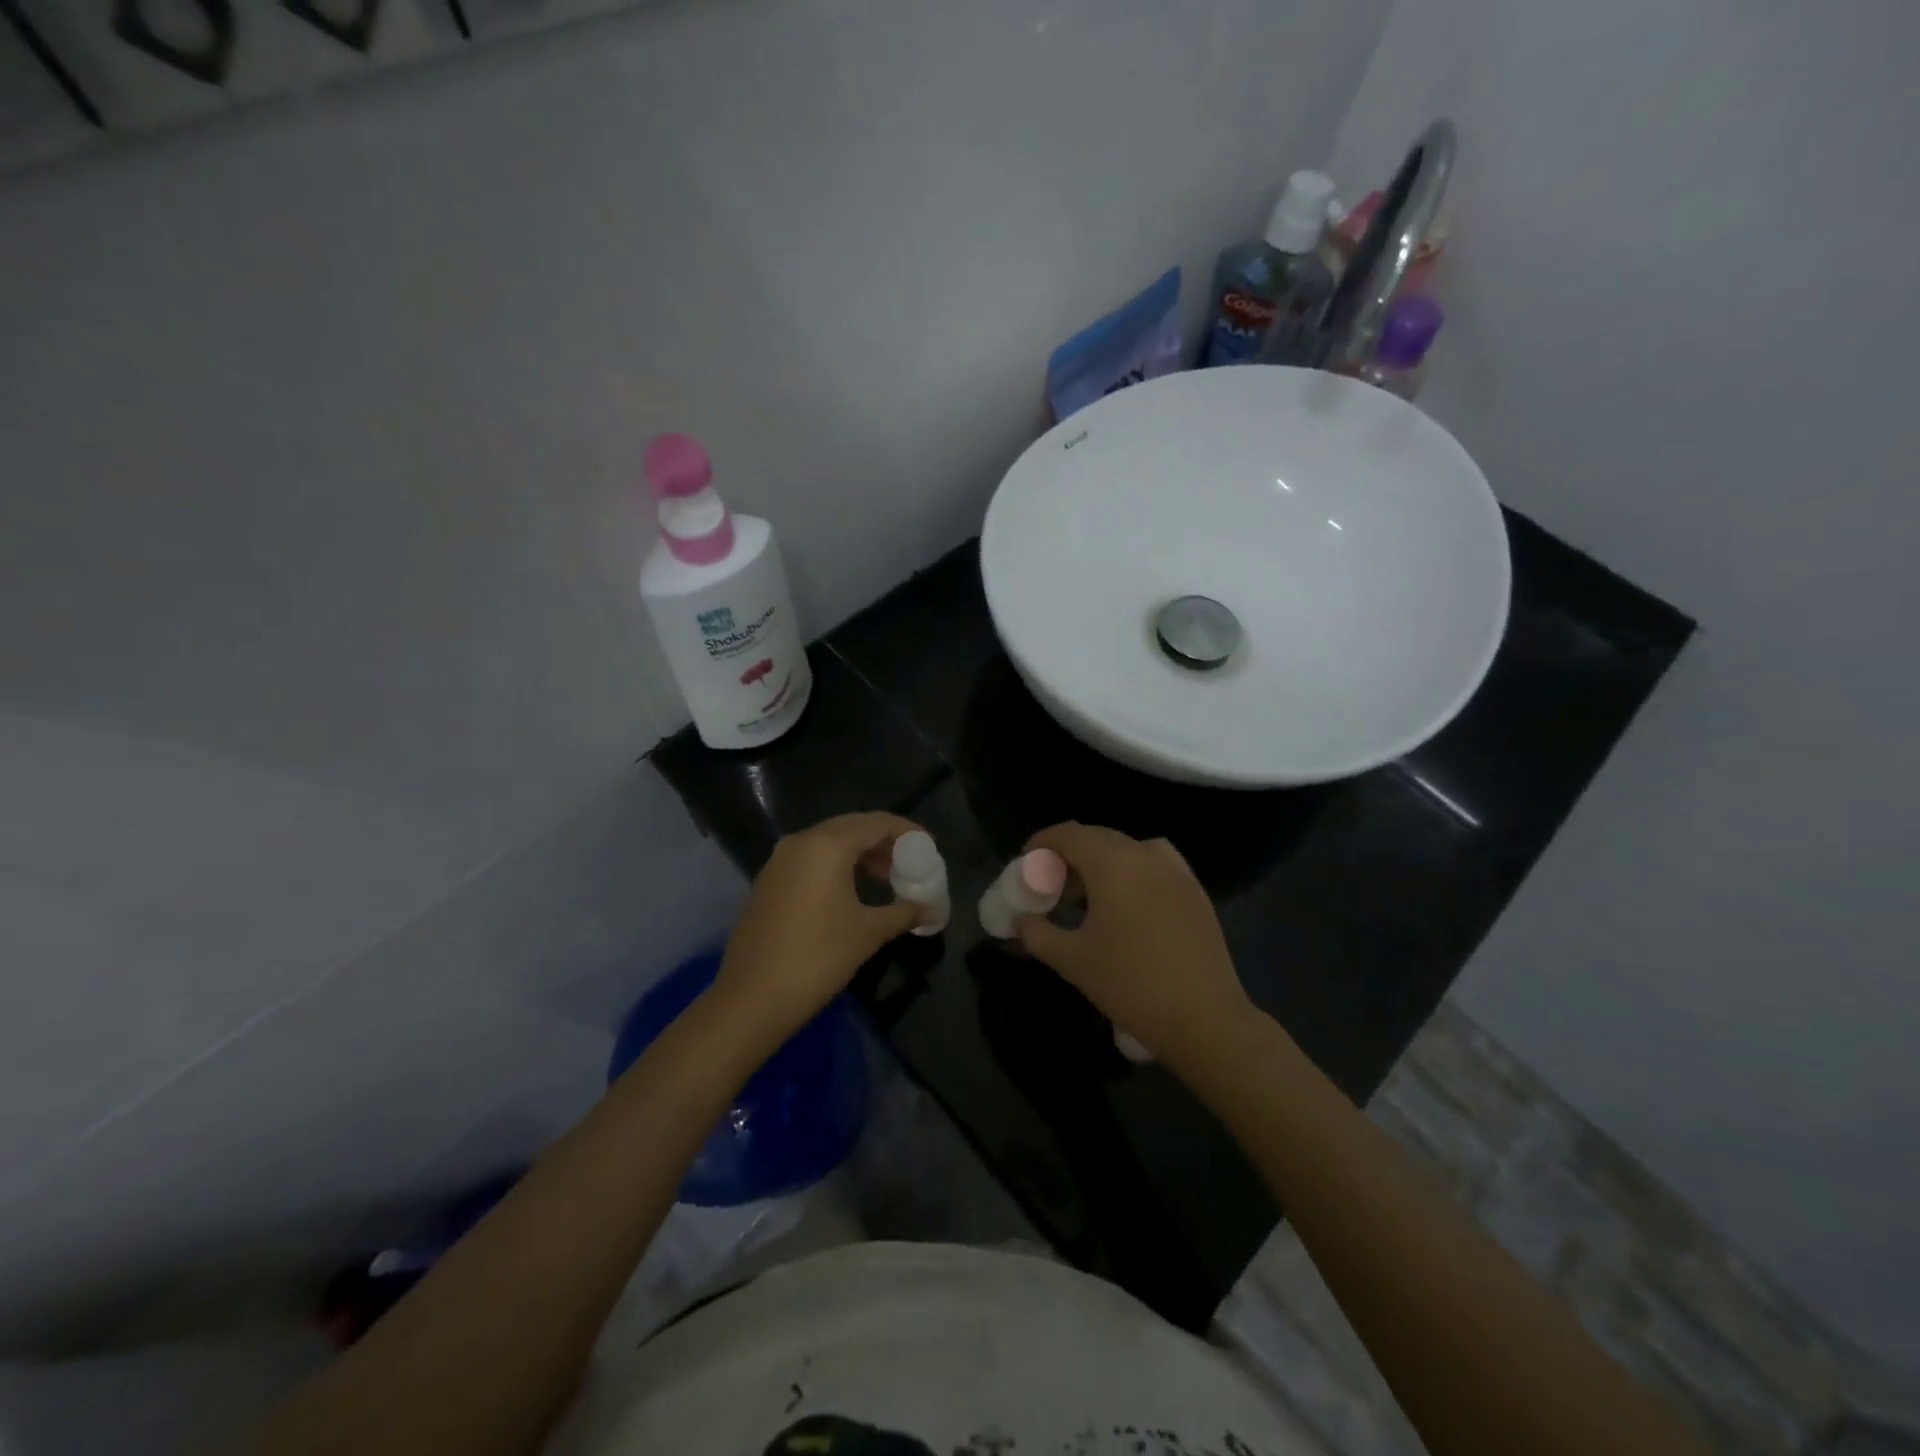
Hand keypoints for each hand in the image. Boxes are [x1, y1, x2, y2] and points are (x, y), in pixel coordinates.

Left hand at [708, 812, 926, 1057]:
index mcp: (826, 845)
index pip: (877, 823)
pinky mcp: (768, 881)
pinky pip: (810, 859)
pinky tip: (852, 892)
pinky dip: (836, 866)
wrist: (752, 999)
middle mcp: (800, 842)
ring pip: (829, 843)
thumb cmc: (818, 958)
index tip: (930, 847)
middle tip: (910, 863)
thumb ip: (905, 913)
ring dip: (860, 855)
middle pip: (852, 827)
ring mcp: (779, 861)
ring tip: (887, 880)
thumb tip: (934, 911)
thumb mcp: (869, 933)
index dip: (907, 832)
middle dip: (884, 842)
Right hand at [1015, 823, 1254, 1073]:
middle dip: (1070, 852)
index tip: (1027, 860)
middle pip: (1098, 837)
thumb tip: (1022, 920)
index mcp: (1112, 863)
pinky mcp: (1195, 890)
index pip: (1069, 834)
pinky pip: (1155, 863)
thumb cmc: (1130, 984)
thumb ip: (1037, 933)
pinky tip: (1128, 902)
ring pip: (1128, 848)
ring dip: (1102, 859)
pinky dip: (1133, 869)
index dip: (1043, 842)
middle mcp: (1145, 855)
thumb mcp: (1072, 960)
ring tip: (1089, 891)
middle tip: (1052, 881)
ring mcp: (1176, 870)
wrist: (1203, 1017)